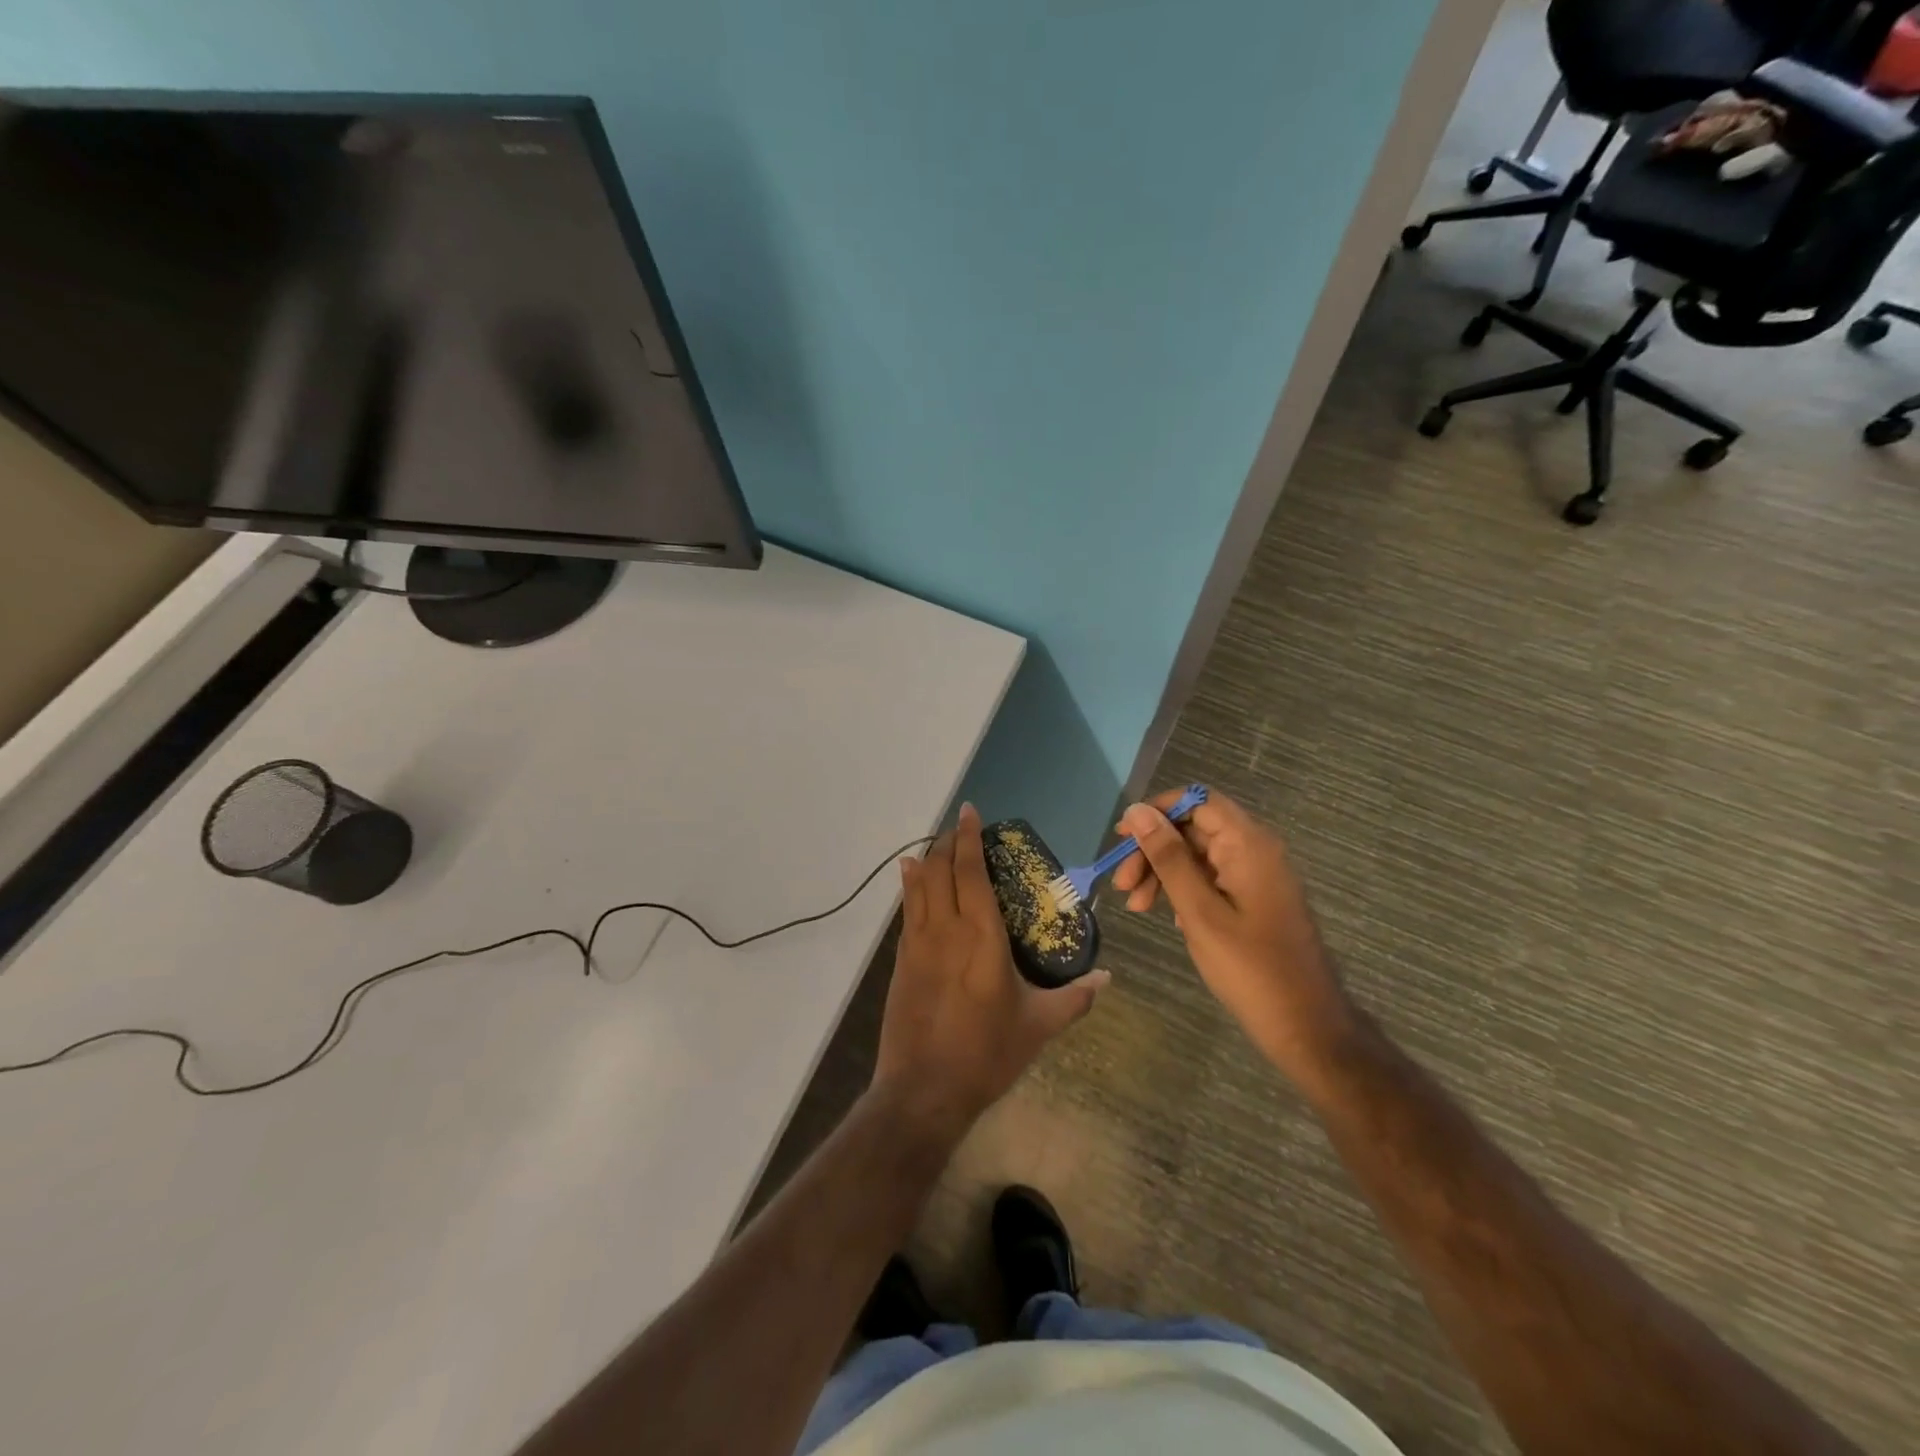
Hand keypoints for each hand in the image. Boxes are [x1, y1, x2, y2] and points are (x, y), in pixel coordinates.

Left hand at [872, 804, 1106, 1146]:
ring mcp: (917, 944)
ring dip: (927, 859)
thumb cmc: (986, 1054)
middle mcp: (945, 929)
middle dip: (948, 842)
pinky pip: (906, 911)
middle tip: (959, 827)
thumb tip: (1107, 978)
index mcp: (981, 936)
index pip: (970, 871)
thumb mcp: (1039, 1026)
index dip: (968, 838)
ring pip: (919, 886)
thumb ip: (1075, 998)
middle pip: (940, 870)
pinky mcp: (901, 961)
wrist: (924, 1090)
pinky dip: (910, 887)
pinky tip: (910, 878)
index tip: (971, 812)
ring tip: (935, 844)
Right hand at [1112, 789, 1353, 1074]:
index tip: (1122, 839)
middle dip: (1153, 850)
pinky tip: (1168, 916)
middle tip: (1123, 885)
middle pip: (1194, 828)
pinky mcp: (1255, 898)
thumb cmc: (1250, 968)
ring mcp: (1257, 875)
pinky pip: (1211, 877)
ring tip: (1137, 907)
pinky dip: (1183, 889)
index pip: (1197, 800)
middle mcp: (1256, 849)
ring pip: (1198, 854)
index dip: (1156, 812)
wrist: (1306, 1027)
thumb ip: (1168, 857)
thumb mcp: (1199, 911)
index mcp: (1248, 844)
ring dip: (1163, 872)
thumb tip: (1137, 812)